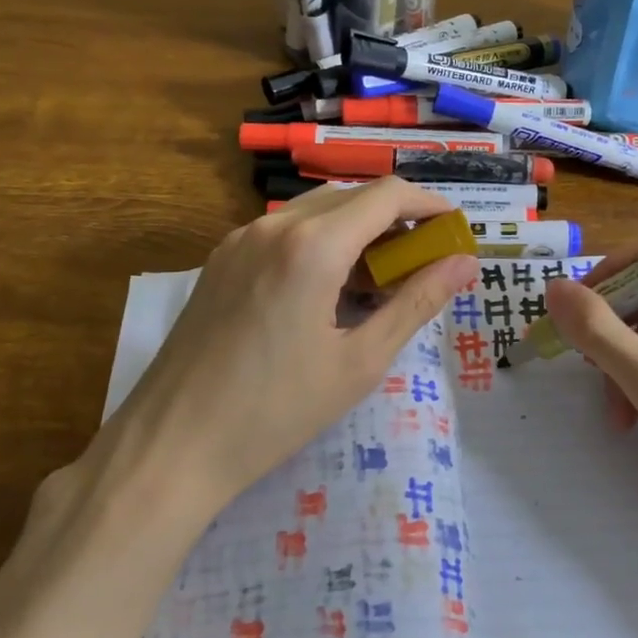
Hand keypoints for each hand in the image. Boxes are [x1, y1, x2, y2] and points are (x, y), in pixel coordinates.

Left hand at [96, 179, 478, 517]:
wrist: (172, 444)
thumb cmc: (276, 410)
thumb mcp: (360, 361)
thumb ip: (416, 302)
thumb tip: (465, 263)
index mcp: (313, 245)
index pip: (387, 194)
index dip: (429, 204)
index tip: (454, 231)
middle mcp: (274, 225)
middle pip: (352, 196)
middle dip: (395, 220)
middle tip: (422, 265)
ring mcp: (240, 239)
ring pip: (317, 211)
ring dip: (357, 231)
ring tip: (378, 283)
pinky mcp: (221, 259)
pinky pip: (285, 232)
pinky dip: (321, 243)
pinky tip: (327, 291)